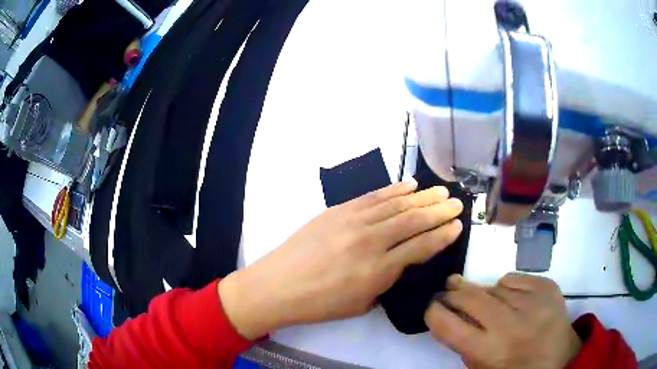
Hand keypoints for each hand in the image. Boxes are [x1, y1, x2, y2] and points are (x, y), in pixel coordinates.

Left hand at [219, 179, 463, 338]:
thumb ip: (387, 279)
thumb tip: (404, 258)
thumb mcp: (362, 302)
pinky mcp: (338, 210)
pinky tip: (409, 185)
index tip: (457, 226)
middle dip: (439, 211)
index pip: (421, 247)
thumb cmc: (320, 304)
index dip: (442, 235)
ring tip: (440, 191)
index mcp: (378, 270)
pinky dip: (394, 189)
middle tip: (457, 203)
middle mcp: (370, 241)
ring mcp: (353, 221)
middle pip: (413, 220)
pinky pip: (373, 196)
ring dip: (422, 196)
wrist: (279, 285)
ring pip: (396, 204)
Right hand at [425, 273, 580, 368]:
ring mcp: (533, 302)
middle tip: (447, 289)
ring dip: (483, 292)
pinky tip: (511, 298)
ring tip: (483, 299)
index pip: (449, 326)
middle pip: (470, 297)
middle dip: (453, 292)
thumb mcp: (483, 368)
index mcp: (490, 351)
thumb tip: (450, 315)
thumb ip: (464, 345)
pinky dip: (508, 287)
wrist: (560, 359)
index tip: (430, 306)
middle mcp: (510, 324)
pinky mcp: (547, 286)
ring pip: (494, 286)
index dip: (434, 312)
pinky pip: (515, 279)